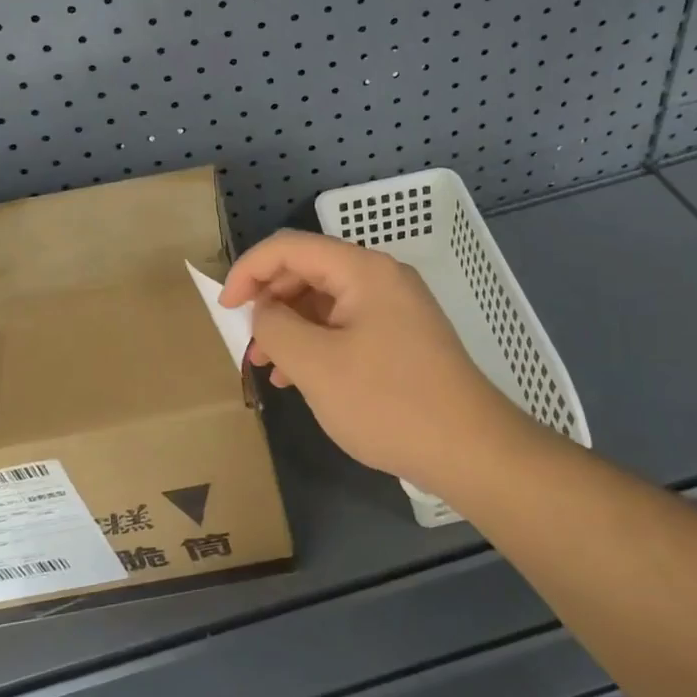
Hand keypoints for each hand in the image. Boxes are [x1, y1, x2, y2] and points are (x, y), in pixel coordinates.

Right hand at [220, 230, 520, 491]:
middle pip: (308, 271)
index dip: (249, 270)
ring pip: (325, 301)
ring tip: (268, 366)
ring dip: (290, 327)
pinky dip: (317, 343)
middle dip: (270, 302)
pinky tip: (301, 378)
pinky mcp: (402, 337)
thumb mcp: (316, 365)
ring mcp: (395, 307)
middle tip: (247, 342)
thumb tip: (262, 311)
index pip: (290, 247)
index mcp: (362, 269)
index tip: (225, 308)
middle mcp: (380, 277)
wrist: (471, 449)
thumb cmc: (388, 402)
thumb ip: (275, 328)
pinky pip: (346, 326)